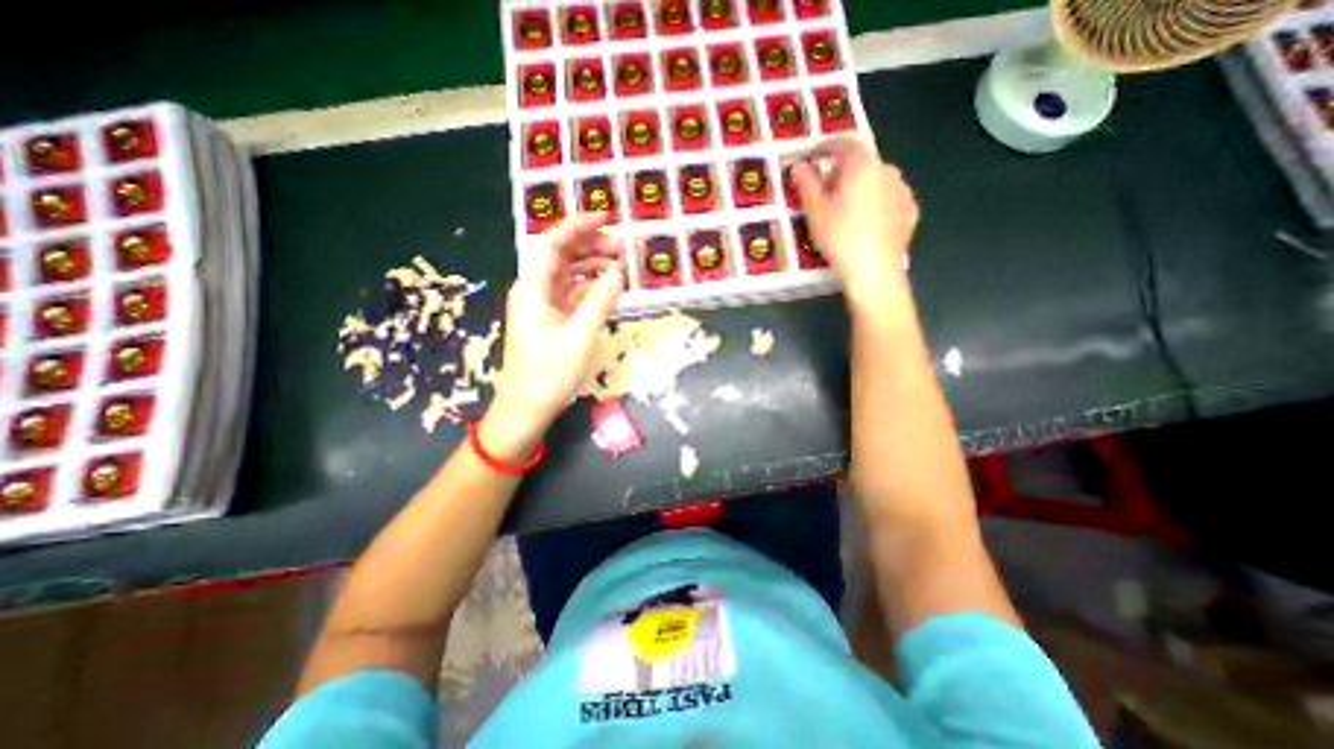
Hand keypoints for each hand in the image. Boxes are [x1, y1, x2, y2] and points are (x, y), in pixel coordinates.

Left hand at [484, 211, 622, 454]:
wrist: (525, 410)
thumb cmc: (547, 376)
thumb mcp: (578, 339)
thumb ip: (598, 304)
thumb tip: (618, 273)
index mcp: (533, 290)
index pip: (551, 244)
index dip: (576, 226)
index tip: (605, 217)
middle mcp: (535, 291)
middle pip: (561, 256)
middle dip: (589, 244)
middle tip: (621, 246)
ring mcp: (544, 307)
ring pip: (568, 274)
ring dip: (592, 265)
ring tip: (620, 265)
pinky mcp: (553, 321)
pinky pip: (573, 294)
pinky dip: (591, 287)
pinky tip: (609, 288)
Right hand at [785, 139, 924, 309]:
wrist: (874, 270)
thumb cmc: (840, 237)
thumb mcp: (815, 211)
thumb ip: (806, 184)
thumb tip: (798, 165)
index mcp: (862, 166)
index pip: (844, 144)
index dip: (826, 148)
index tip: (812, 159)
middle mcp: (887, 170)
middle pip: (861, 163)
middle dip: (841, 173)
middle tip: (824, 193)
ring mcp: (903, 191)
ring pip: (877, 181)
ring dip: (860, 188)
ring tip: (845, 211)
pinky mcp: (910, 211)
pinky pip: (889, 200)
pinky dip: (876, 204)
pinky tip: (865, 223)